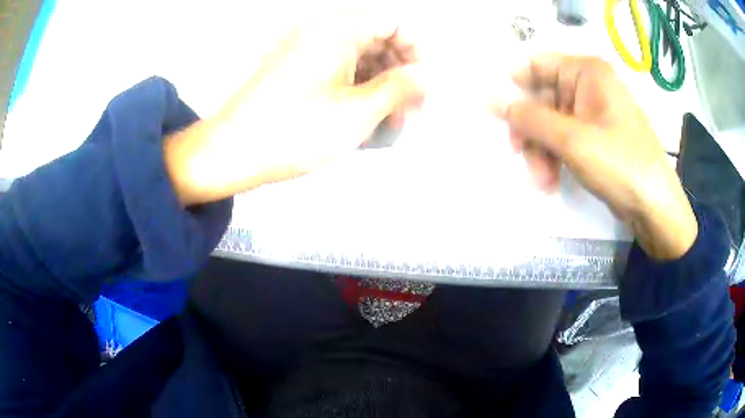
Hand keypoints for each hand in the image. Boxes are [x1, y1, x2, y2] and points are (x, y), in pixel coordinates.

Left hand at [164, 17, 422, 205]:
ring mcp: (304, 50)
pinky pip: (337, 70)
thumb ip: (401, 88)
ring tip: (385, 125)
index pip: (395, 23)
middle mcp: (319, 31)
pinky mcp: (294, 69)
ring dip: (378, 87)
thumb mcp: (358, 111)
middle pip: (378, 40)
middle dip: (399, 75)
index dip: (417, 52)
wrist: (230, 153)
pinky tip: (360, 121)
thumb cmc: (291, 132)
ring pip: (358, 58)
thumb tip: (426, 76)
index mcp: (336, 29)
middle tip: (407, 112)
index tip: (423, 85)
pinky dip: (355, 91)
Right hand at [493, 54, 696, 259]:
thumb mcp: (572, 140)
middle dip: (531, 131)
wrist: (655, 208)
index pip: (536, 65)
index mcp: (587, 72)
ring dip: (541, 151)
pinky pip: (565, 139)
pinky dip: (555, 159)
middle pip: (542, 98)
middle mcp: (589, 86)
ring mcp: (593, 113)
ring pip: (551, 123)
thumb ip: (529, 118)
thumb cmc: (620, 164)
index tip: (501, 116)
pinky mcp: (596, 138)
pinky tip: (552, 181)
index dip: (515, 87)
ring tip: (542, 181)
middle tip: (521, 156)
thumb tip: (489, 100)